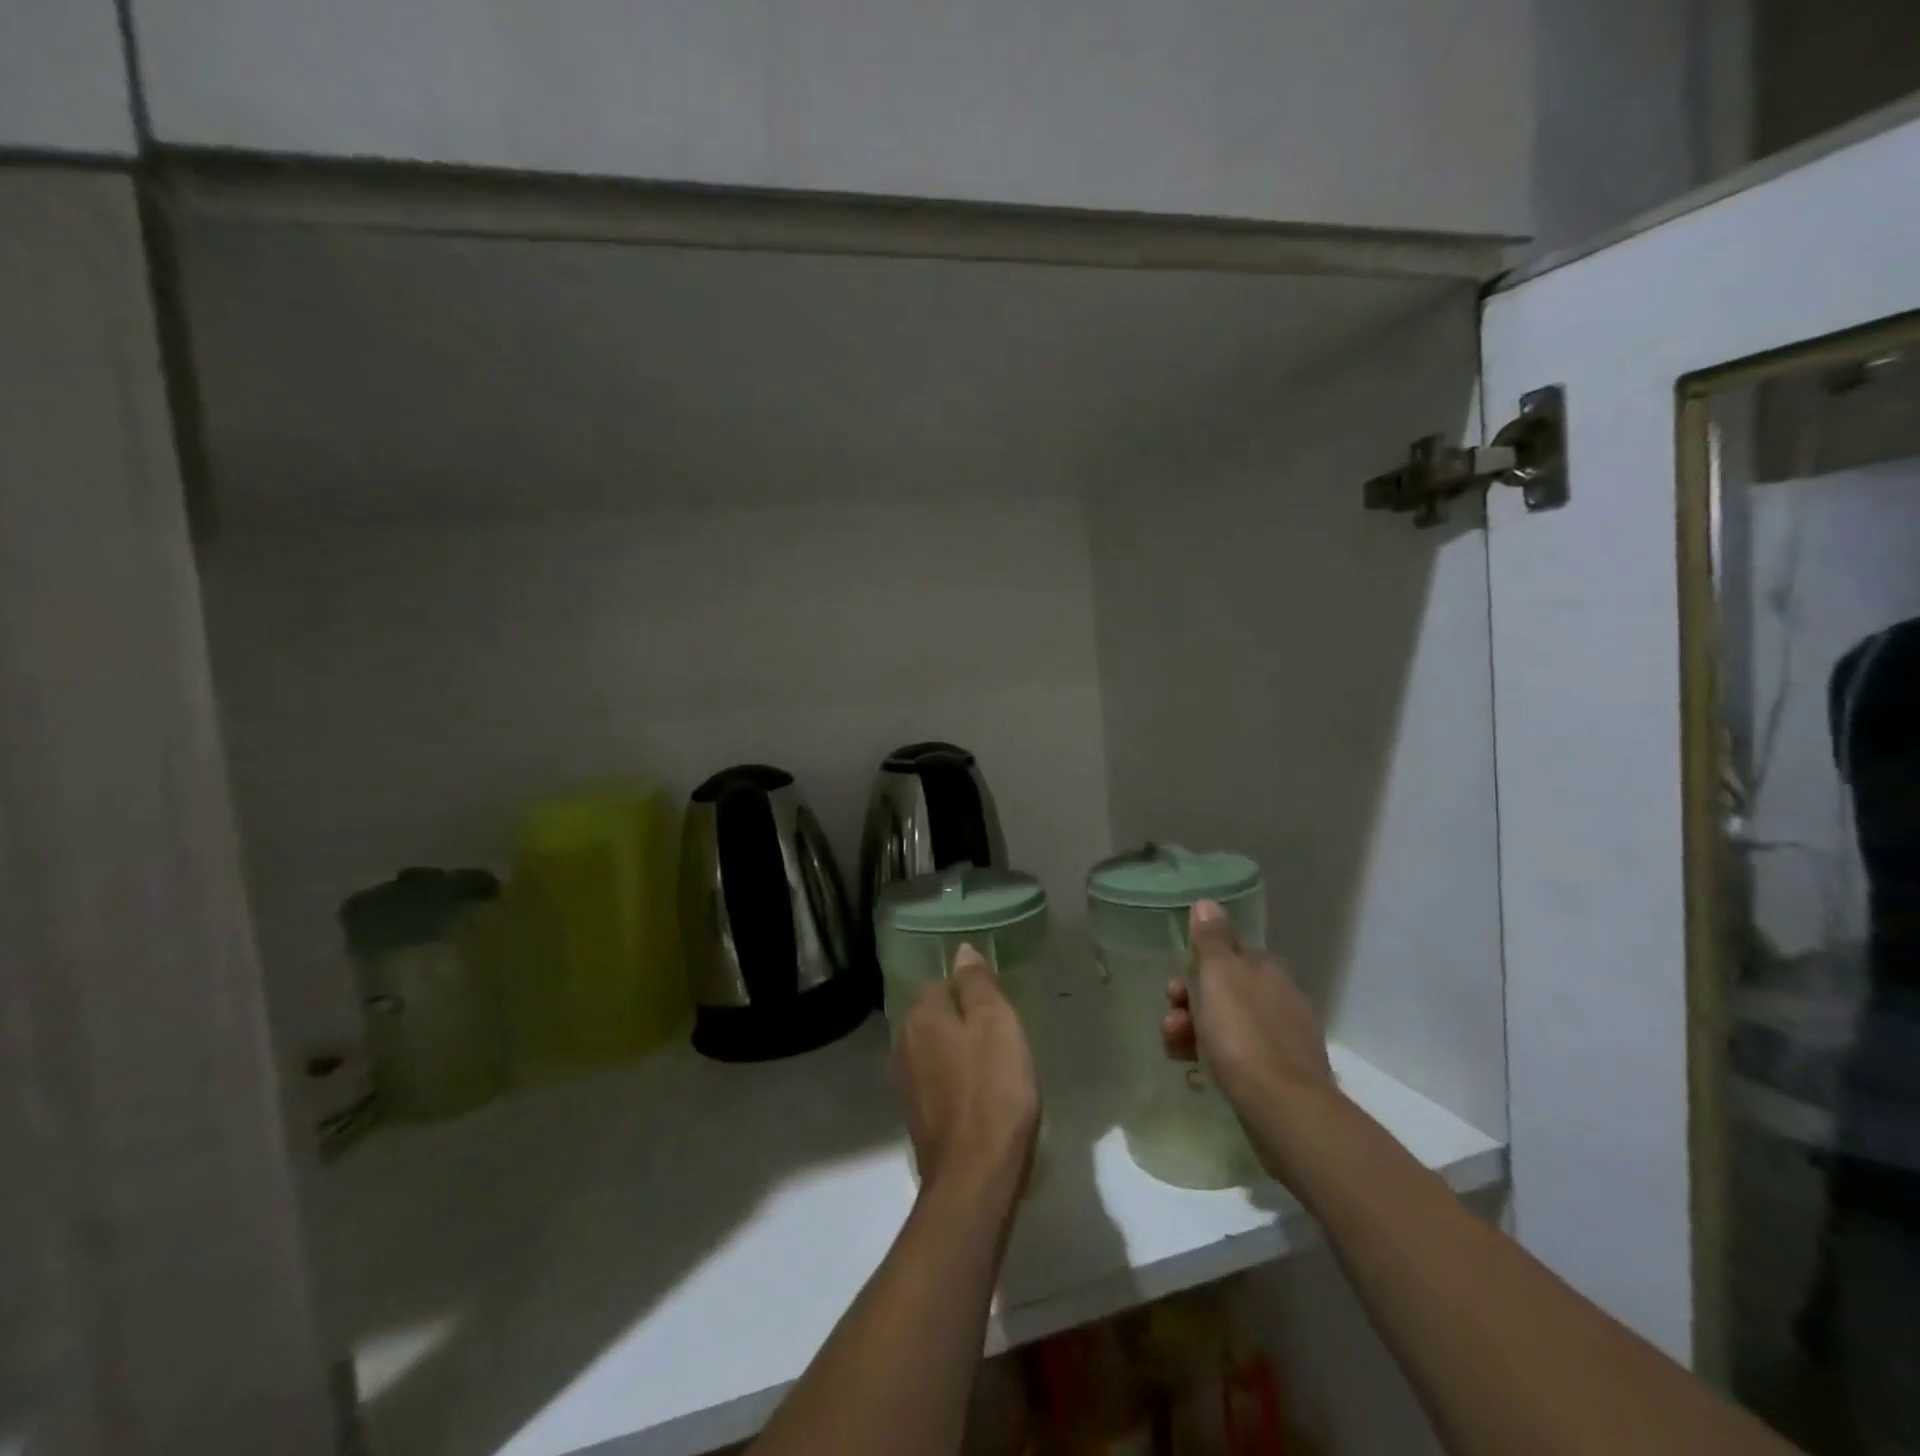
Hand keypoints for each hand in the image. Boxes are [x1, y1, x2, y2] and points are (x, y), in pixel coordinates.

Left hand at [891, 945, 1040, 1197]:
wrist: (975, 1177)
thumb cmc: (993, 1090)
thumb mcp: (997, 1024)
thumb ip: (977, 984)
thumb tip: (961, 952)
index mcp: (921, 1016)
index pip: (943, 984)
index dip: (973, 993)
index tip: (1001, 1012)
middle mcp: (902, 1043)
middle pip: (936, 1017)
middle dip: (964, 1022)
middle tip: (1003, 1039)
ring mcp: (905, 1083)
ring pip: (935, 1050)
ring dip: (959, 1053)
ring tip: (995, 1068)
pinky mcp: (915, 1116)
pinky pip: (936, 1081)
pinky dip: (955, 1082)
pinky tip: (979, 1097)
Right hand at [1161, 900, 1335, 1118]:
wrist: (1283, 1109)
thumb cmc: (1243, 1034)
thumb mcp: (1219, 976)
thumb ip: (1212, 939)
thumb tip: (1207, 903)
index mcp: (1267, 970)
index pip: (1227, 956)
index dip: (1196, 969)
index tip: (1175, 988)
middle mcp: (1280, 998)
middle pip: (1223, 992)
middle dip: (1189, 1004)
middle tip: (1171, 1022)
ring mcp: (1283, 1038)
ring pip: (1226, 1025)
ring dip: (1193, 1032)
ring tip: (1175, 1051)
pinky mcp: (1281, 1075)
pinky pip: (1237, 1057)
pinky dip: (1213, 1058)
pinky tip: (1196, 1072)